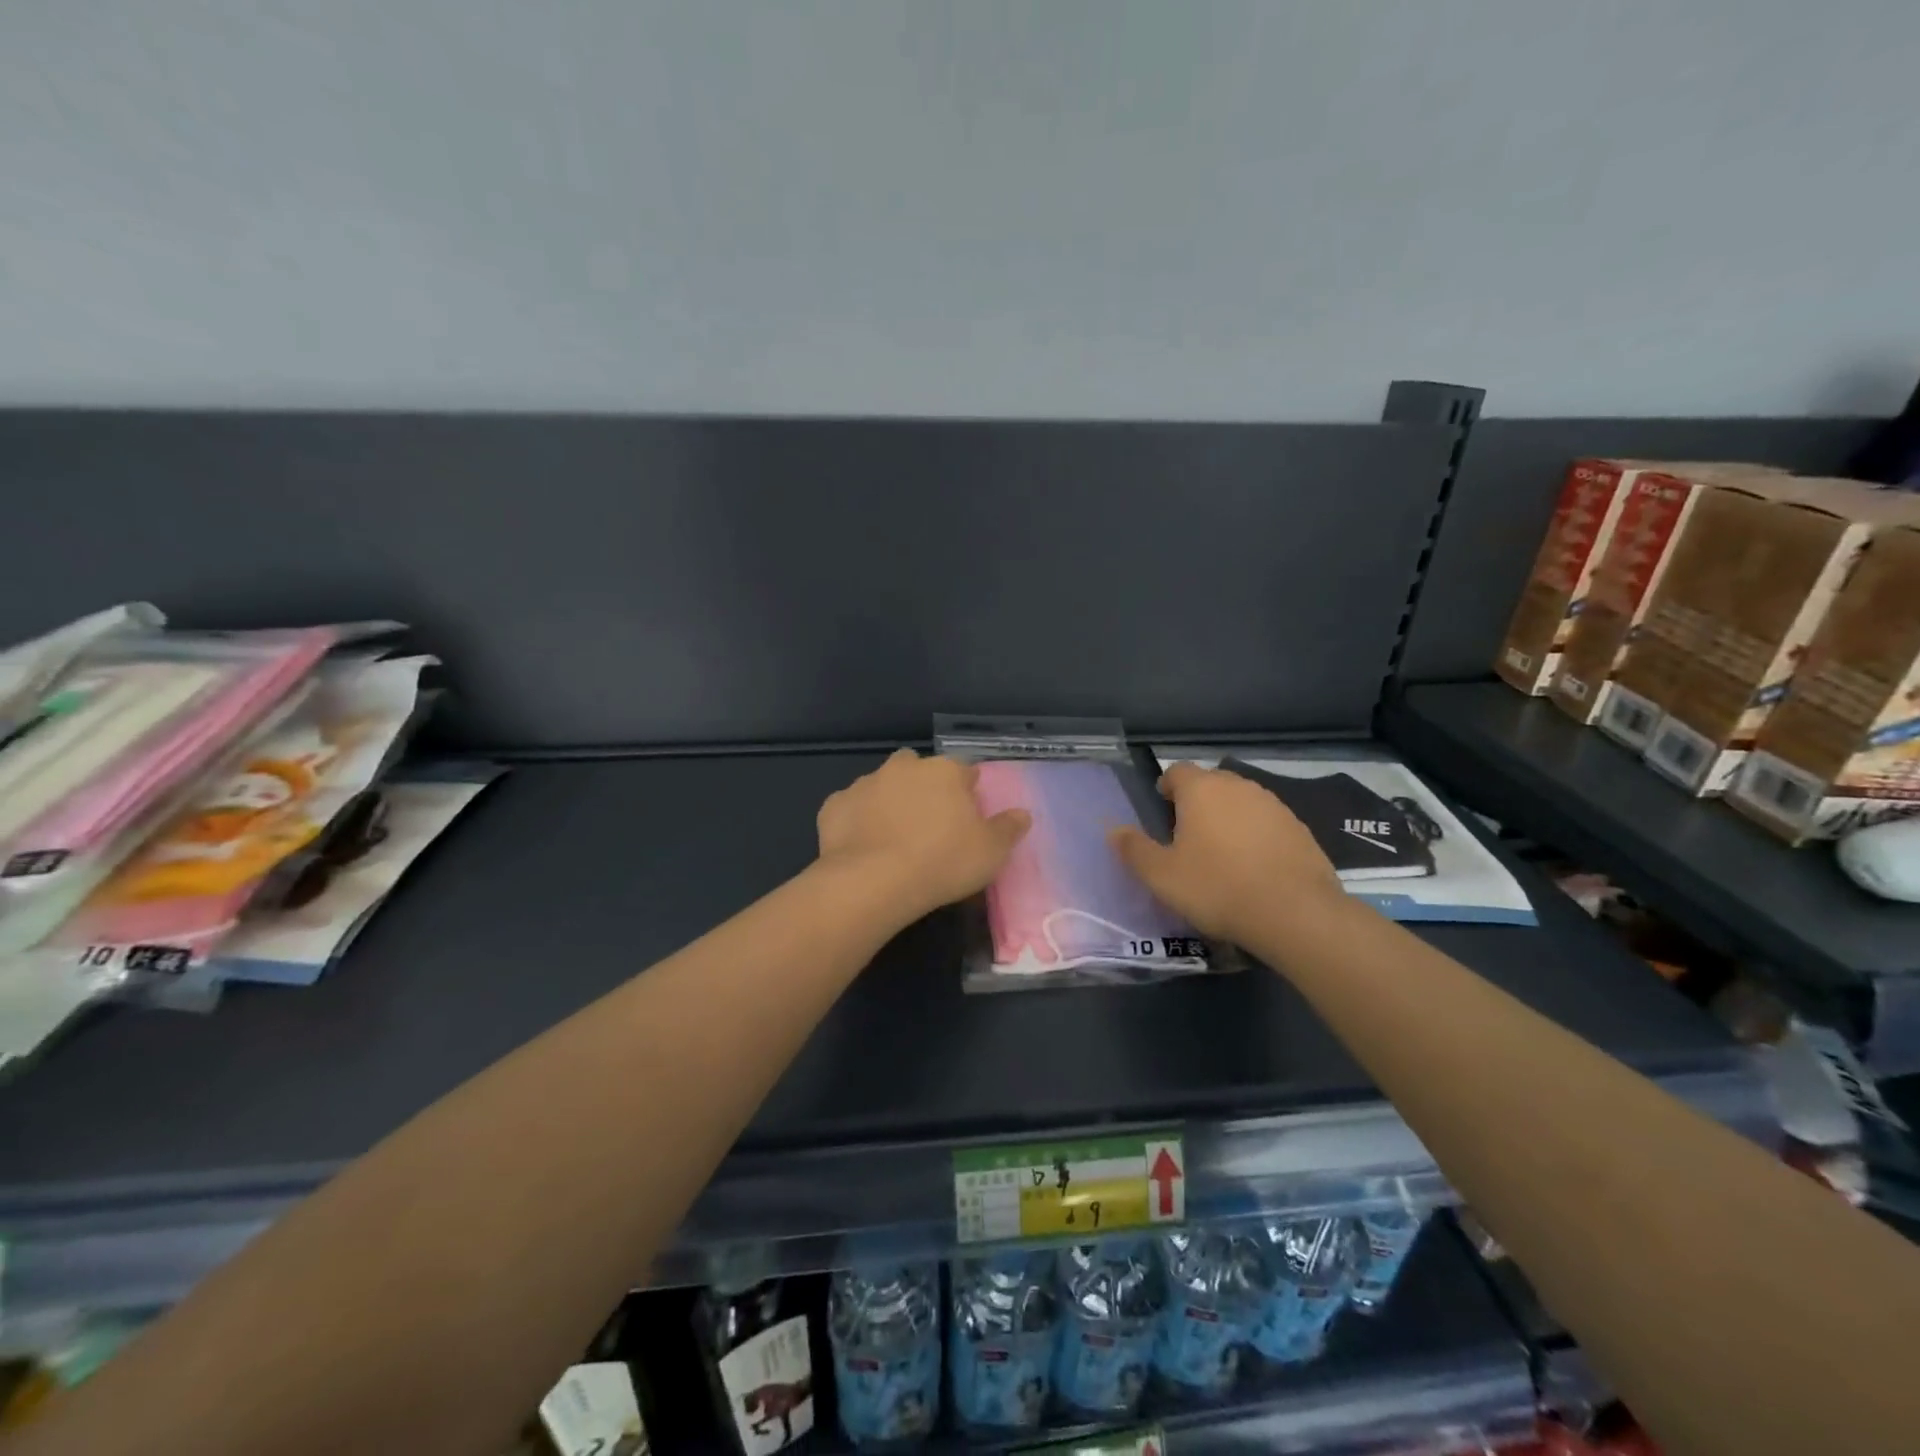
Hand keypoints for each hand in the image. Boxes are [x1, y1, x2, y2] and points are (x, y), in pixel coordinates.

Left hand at [816, 749, 1030, 925]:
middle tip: (929, 823)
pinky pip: (851, 808)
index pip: (964, 771)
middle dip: (923, 787)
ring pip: (882, 785)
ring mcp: (865, 783)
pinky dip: (857, 820)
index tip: (968, 817)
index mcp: (944, 772)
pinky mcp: (835, 805)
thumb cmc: (943, 862)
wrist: (873, 881)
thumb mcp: (991, 852)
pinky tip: (862, 845)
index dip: (967, 792)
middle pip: (918, 768)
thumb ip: (1008, 828)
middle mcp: (904, 768)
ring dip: (889, 801)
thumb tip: (1022, 813)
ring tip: (893, 837)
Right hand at [1109, 762, 1341, 944]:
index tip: (1161, 812)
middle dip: (1197, 803)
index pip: (1177, 771)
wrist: (1295, 913)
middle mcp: (1238, 786)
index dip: (1166, 787)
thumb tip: (1114, 830)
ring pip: (1241, 802)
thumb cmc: (1217, 887)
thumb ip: (1134, 849)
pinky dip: (1256, 836)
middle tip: (1187, 837)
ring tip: (1221, 854)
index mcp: (1201, 790)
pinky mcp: (1299, 829)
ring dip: (1228, 819)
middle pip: (1210, 784)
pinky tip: (1254, 867)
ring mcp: (1274, 805)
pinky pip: (1267, 823)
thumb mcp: (1161, 875)